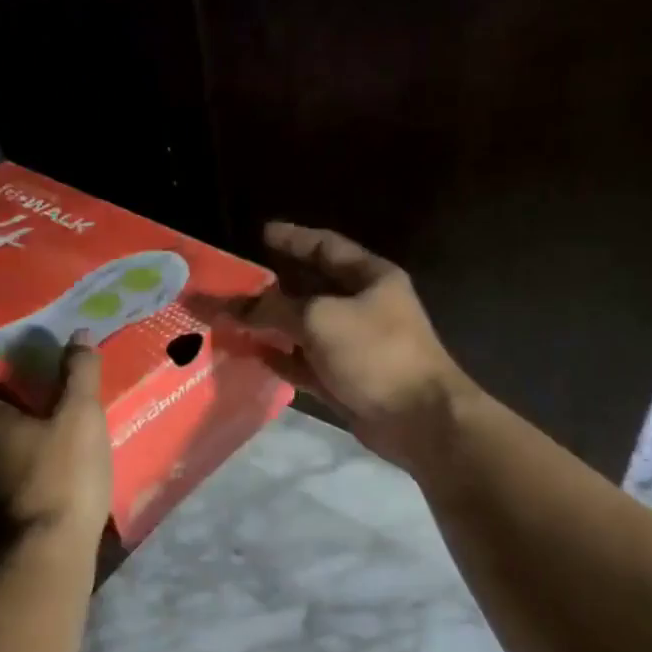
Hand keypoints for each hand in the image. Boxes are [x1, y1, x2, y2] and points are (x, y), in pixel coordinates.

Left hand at [0, 338, 113, 544]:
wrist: (50, 554)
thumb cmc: (62, 475)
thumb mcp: (80, 417)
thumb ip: (79, 374)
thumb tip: (78, 334)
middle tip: (16, 372)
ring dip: (8, 424)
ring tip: (38, 409)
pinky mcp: (3, 510)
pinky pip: (8, 467)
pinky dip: (22, 452)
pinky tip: (48, 453)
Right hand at [238, 222, 471, 469]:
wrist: (418, 419)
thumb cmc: (375, 353)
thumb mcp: (320, 319)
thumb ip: (274, 308)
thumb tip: (234, 305)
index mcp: (370, 278)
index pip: (326, 246)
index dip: (293, 238)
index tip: (261, 233)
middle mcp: (363, 307)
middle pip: (311, 289)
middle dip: (274, 286)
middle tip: (236, 282)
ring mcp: (353, 346)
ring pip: (304, 328)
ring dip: (272, 324)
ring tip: (233, 318)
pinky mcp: (344, 379)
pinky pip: (304, 362)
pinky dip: (280, 357)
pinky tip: (251, 354)